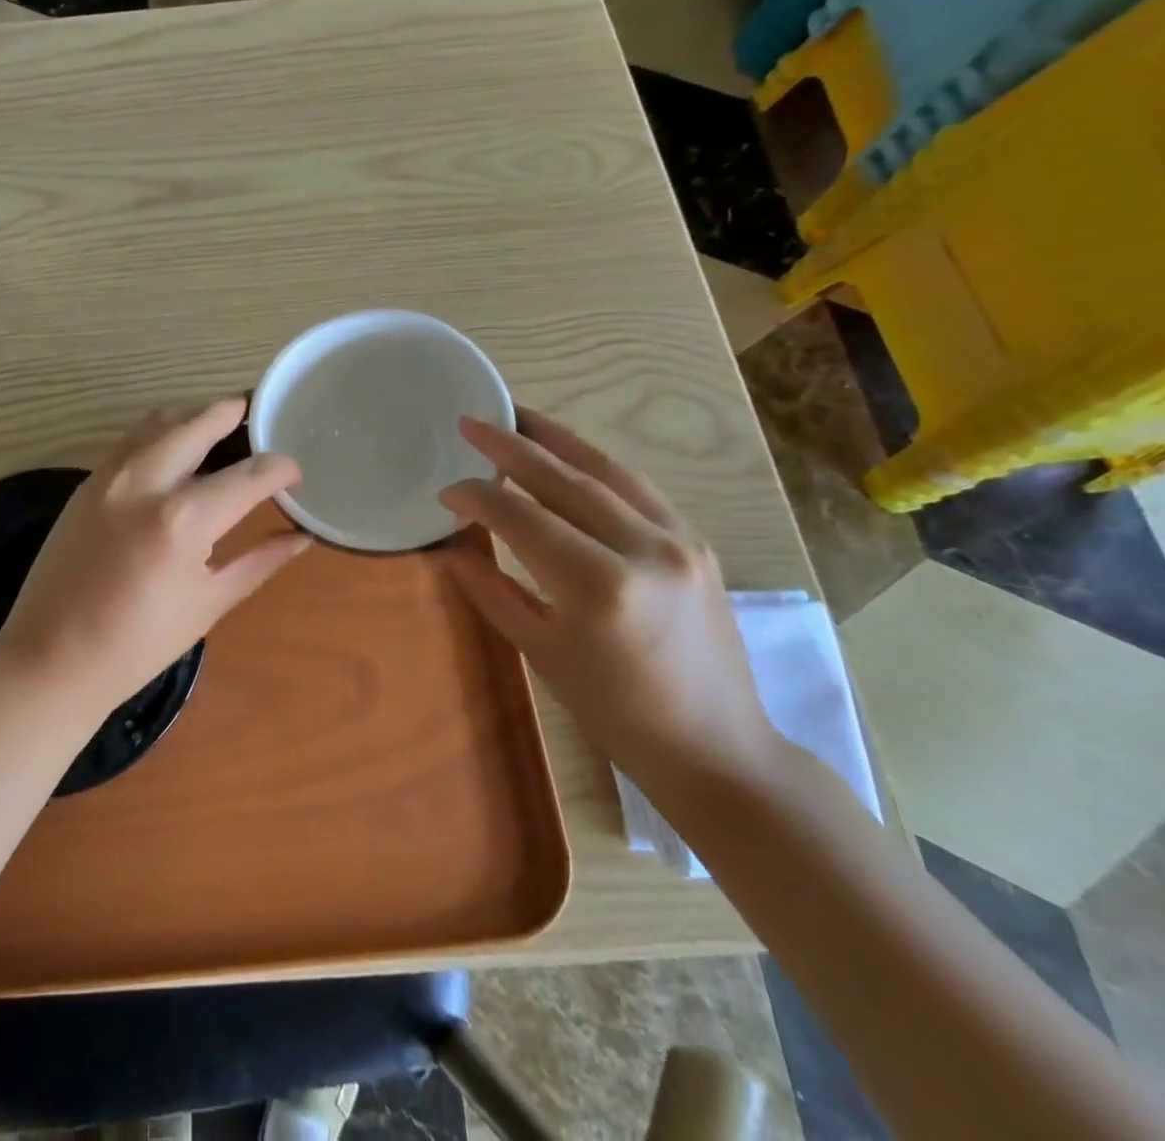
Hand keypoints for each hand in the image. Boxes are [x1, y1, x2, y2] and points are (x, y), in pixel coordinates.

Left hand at [0, 399, 311, 719]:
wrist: (50, 658)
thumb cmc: (138, 644)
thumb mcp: (209, 603)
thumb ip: (260, 560)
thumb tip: (301, 535)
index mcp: (183, 520)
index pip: (249, 475)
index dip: (281, 469)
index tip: (294, 474)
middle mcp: (146, 481)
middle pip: (200, 422)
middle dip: (236, 413)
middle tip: (261, 419)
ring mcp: (110, 475)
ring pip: (161, 418)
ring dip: (197, 414)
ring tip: (224, 424)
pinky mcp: (88, 480)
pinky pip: (133, 436)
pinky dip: (163, 429)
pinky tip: (179, 447)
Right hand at [439, 408, 779, 790]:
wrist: (717, 747)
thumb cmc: (616, 712)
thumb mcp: (541, 653)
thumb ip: (492, 591)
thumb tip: (451, 547)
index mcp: (597, 586)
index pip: (522, 518)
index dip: (478, 497)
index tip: (447, 490)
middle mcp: (643, 549)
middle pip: (564, 479)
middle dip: (512, 446)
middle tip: (472, 422)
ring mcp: (678, 541)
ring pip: (607, 471)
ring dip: (557, 440)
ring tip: (518, 417)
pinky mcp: (696, 543)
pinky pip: (638, 488)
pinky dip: (596, 465)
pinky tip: (570, 456)